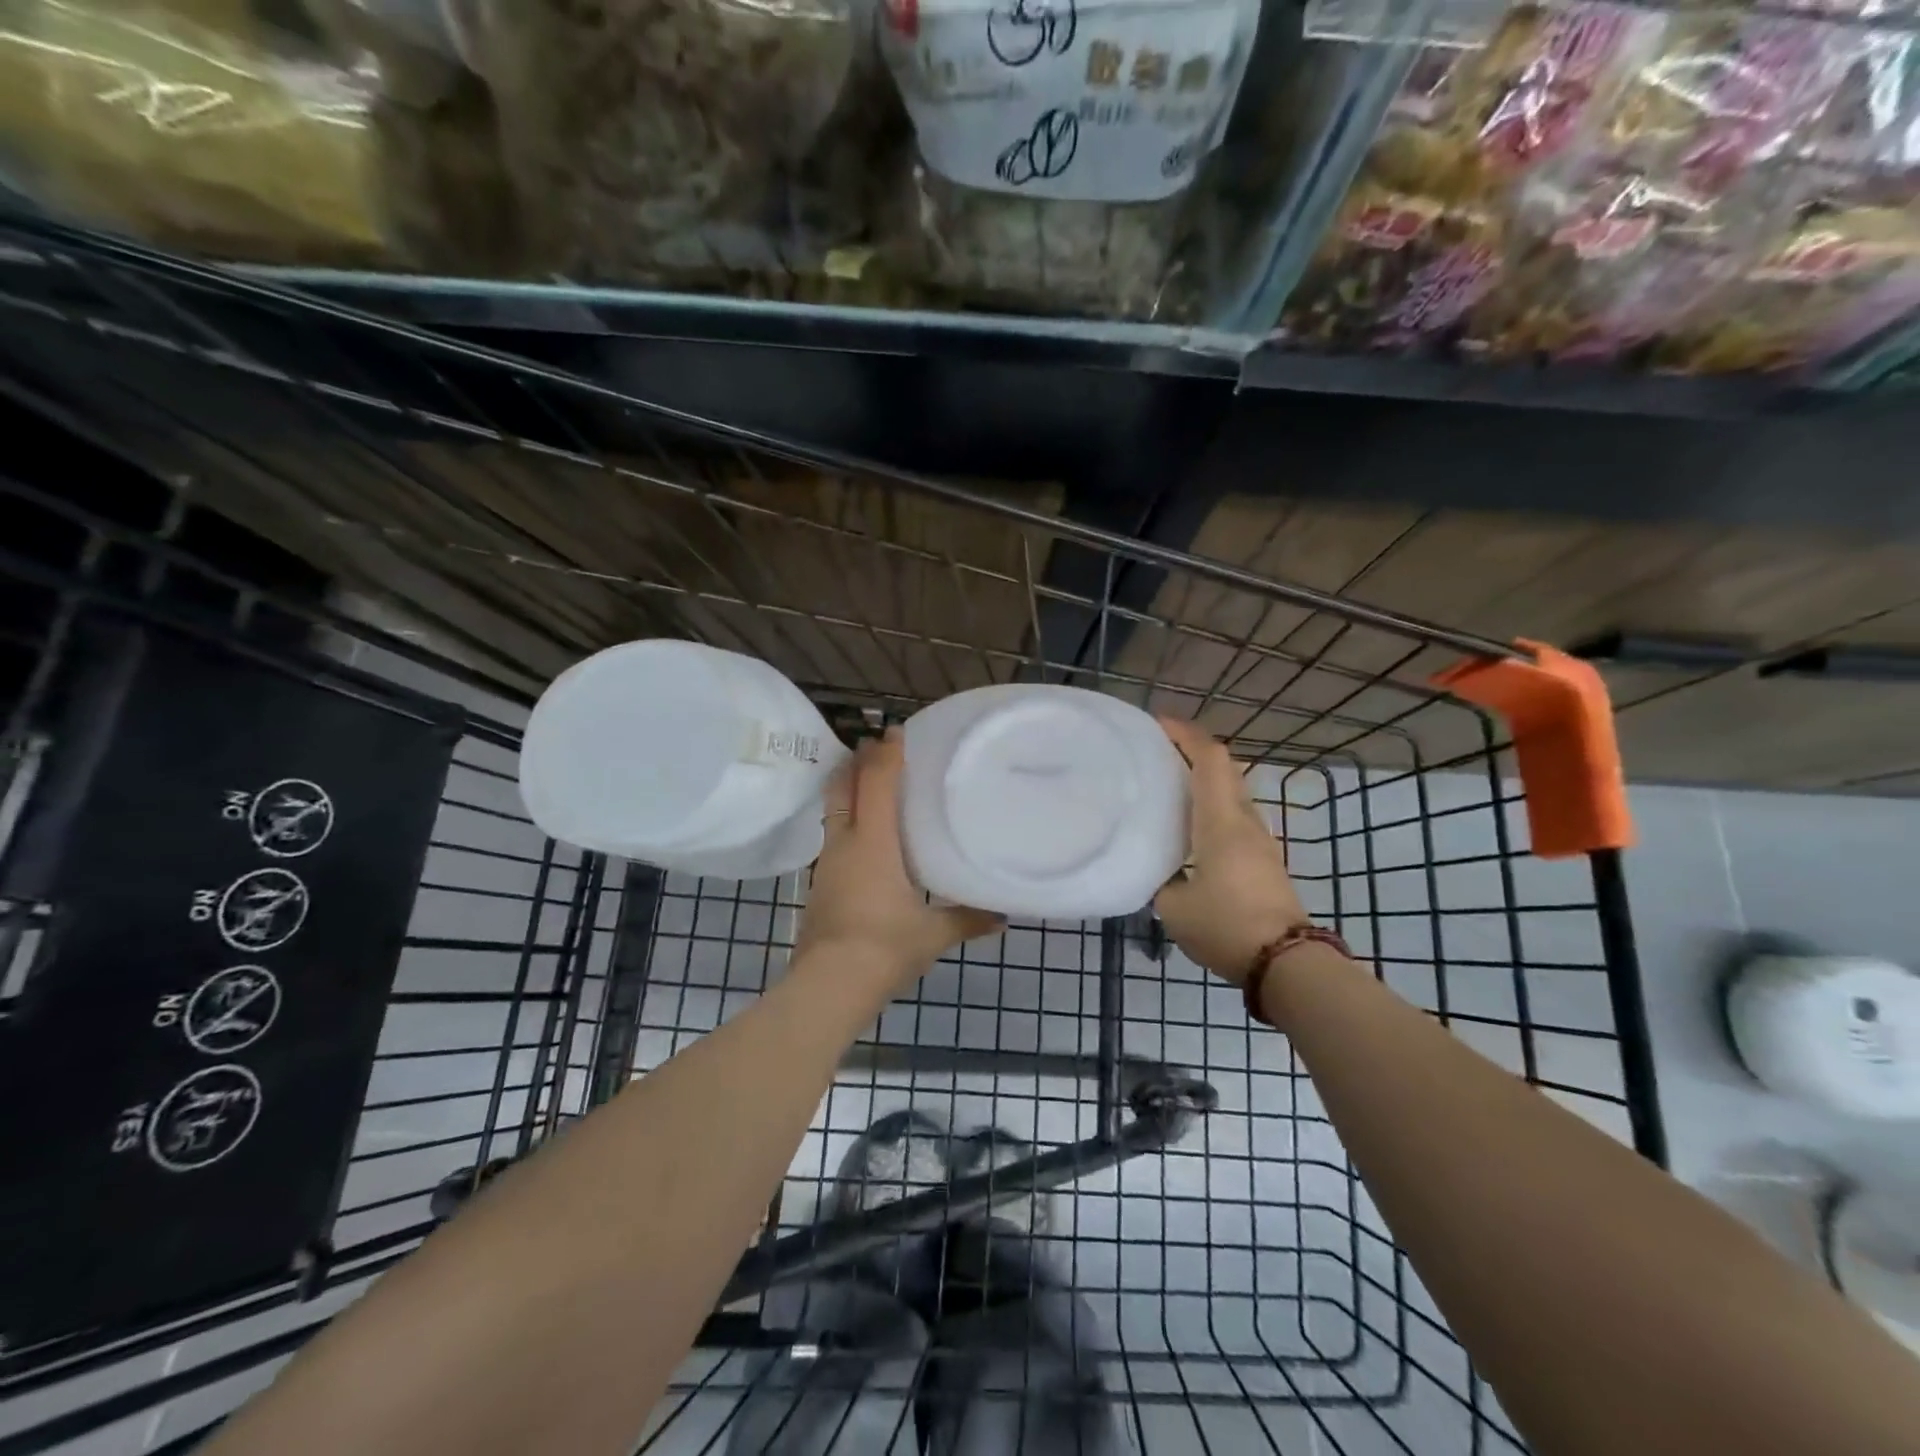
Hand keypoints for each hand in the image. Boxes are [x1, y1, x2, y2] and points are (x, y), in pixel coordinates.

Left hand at [795, 728, 1001, 987]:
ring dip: (848, 789)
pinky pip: (834, 836)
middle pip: (843, 787)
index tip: (896, 730)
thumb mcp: (933, 934)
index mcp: (873, 842)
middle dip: (858, 761)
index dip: (885, 753)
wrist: (828, 986)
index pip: (875, 782)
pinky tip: (865, 836)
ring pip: (833, 810)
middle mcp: (845, 843)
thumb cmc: (884, 947)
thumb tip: (1003, 916)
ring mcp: (828, 863)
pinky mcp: (822, 884)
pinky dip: (847, 820)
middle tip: (877, 746)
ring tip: (871, 784)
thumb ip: (967, 919)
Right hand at [1154, 717, 1310, 985]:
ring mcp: (1259, 840)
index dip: (1186, 734)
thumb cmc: (1226, 926)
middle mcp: (1244, 821)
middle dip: (1193, 750)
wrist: (1286, 962)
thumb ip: (1161, 880)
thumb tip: (1158, 870)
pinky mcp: (1264, 860)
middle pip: (1225, 768)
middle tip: (1157, 752)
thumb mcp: (1174, 907)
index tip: (1158, 723)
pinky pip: (1235, 815)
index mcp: (1221, 822)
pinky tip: (1189, 825)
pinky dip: (1212, 805)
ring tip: (1169, 785)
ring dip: (1204, 778)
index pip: (1210, 759)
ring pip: (1232, 792)